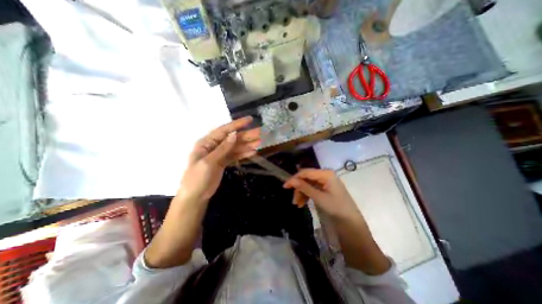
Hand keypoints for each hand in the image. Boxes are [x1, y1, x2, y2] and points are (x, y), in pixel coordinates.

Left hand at [179, 117, 260, 202]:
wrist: (195, 196)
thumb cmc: (197, 178)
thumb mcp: (208, 162)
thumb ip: (222, 148)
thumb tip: (234, 134)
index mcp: (207, 142)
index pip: (224, 130)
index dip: (237, 124)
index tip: (250, 120)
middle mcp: (214, 146)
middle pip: (232, 138)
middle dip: (246, 135)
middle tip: (260, 132)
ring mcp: (220, 154)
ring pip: (235, 147)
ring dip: (247, 144)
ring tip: (259, 142)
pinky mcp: (224, 162)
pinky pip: (235, 155)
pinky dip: (244, 153)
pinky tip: (253, 152)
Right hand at [284, 169, 358, 219]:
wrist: (351, 221)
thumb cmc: (336, 208)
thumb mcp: (319, 198)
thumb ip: (304, 187)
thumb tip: (291, 180)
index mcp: (325, 174)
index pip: (306, 172)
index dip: (294, 178)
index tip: (285, 186)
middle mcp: (325, 174)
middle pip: (306, 178)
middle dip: (299, 188)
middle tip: (294, 200)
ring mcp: (325, 181)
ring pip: (308, 184)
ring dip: (302, 193)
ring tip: (298, 204)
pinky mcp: (325, 187)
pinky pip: (312, 188)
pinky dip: (307, 195)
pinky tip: (303, 203)